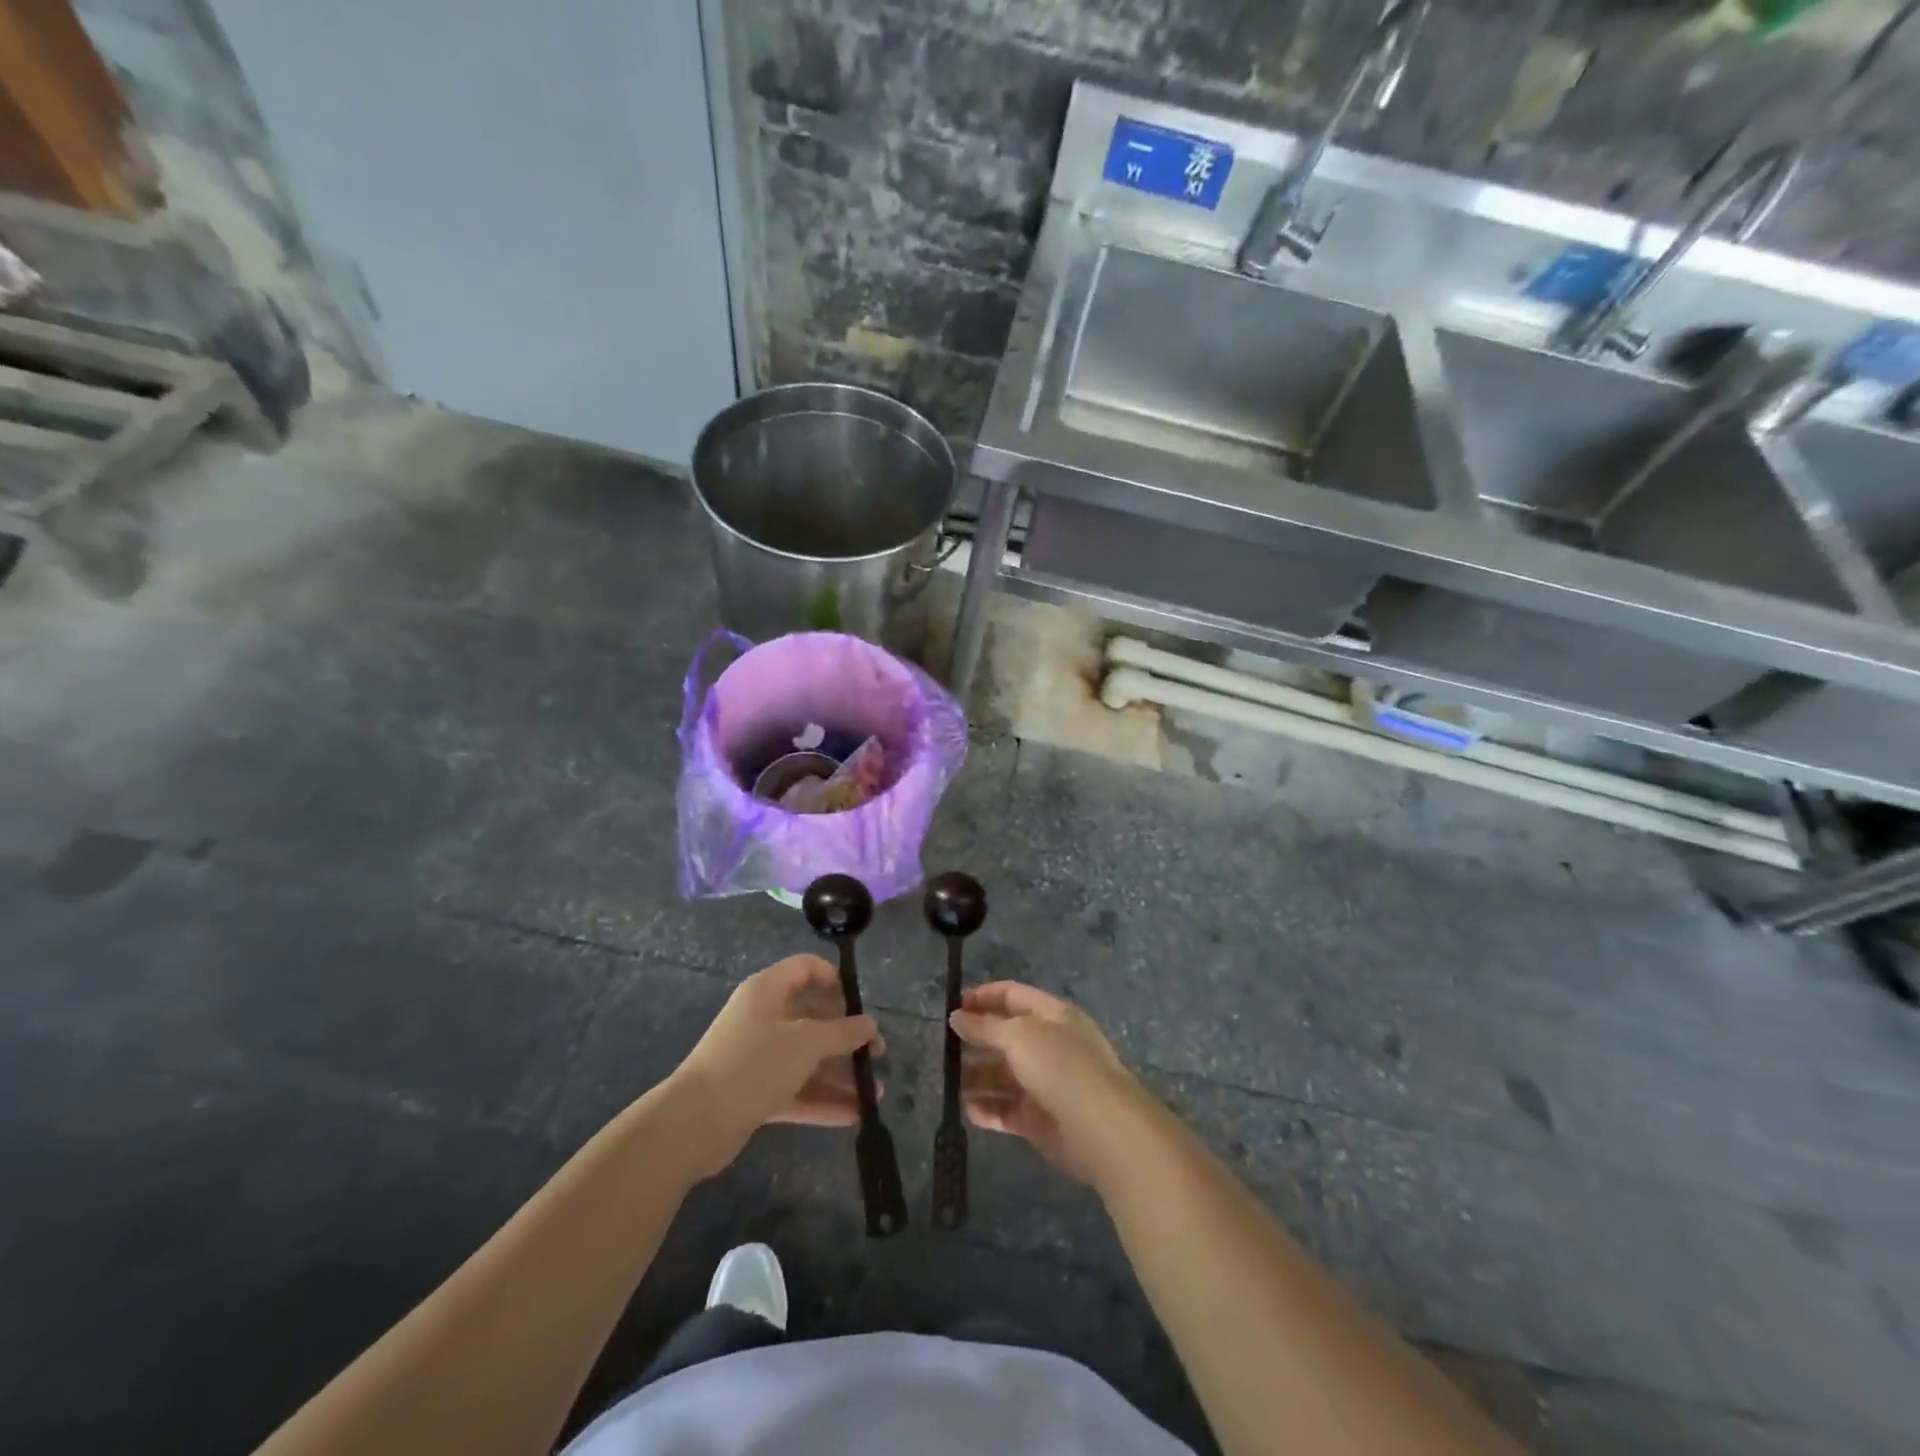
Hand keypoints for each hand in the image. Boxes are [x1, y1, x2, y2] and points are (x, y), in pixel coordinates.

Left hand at [671, 955, 881, 1178]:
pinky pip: (795, 1090)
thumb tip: (869, 1025)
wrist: (693, 1124)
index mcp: (767, 991)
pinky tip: (853, 1116)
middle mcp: (762, 1018)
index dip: (835, 980)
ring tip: (873, 1095)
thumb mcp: (805, 1042)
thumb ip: (842, 1033)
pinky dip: (821, 1100)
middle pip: (812, 1018)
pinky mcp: (754, 1092)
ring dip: (839, 1075)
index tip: (858, 1005)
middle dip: (846, 1037)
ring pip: (806, 1059)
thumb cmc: (753, 1064)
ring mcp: (757, 1057)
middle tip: (875, 1054)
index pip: (806, 969)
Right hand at [951, 981, 1152, 1188]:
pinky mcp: (1040, 1120)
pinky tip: (967, 1110)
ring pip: (1004, 1075)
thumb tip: (957, 1017)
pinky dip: (988, 1109)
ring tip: (950, 1082)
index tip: (954, 1007)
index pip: (1013, 996)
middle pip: (1006, 1036)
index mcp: (1052, 1015)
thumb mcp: (1019, 1036)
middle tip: (945, 1048)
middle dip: (977, 1040)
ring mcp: (1045, 1084)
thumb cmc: (1061, 1068)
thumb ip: (985, 1026)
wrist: (1102, 1129)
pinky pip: (1007, 1110)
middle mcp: (1050, 1045)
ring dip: (977, 1077)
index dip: (983, 997)